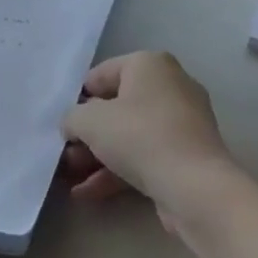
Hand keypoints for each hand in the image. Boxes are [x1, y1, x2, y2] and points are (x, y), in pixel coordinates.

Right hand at [60, 51, 235, 227]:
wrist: (195, 187)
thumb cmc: (139, 137)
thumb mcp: (90, 121)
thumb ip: (72, 117)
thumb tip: (73, 124)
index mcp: (149, 64)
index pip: (101, 74)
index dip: (77, 99)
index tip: (63, 123)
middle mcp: (170, 85)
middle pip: (116, 106)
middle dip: (87, 133)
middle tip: (65, 154)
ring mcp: (182, 122)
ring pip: (130, 135)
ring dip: (98, 155)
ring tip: (70, 177)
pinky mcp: (187, 155)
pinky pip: (145, 156)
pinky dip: (118, 171)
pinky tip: (89, 193)